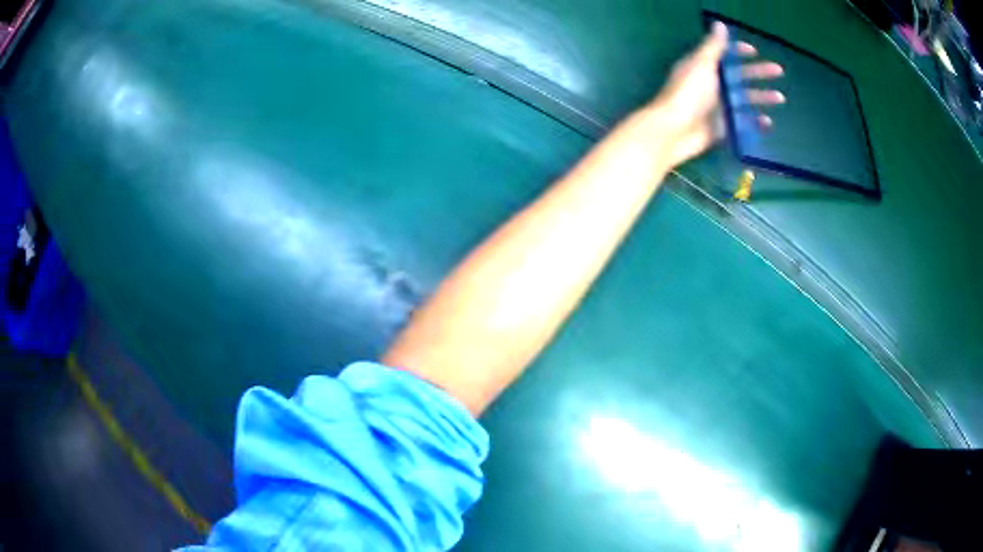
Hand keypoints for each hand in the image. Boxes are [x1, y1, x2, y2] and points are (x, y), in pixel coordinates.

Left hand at [642, 22, 784, 169]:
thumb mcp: (702, 64)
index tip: (755, 51)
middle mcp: (711, 84)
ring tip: (780, 98)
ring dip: (761, 97)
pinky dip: (755, 122)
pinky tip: (768, 122)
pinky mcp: (721, 127)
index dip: (738, 51)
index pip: (724, 55)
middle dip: (758, 73)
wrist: (674, 130)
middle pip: (739, 76)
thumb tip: (719, 24)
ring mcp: (717, 106)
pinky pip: (742, 123)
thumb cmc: (688, 93)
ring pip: (744, 99)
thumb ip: (713, 47)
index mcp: (704, 67)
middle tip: (778, 71)